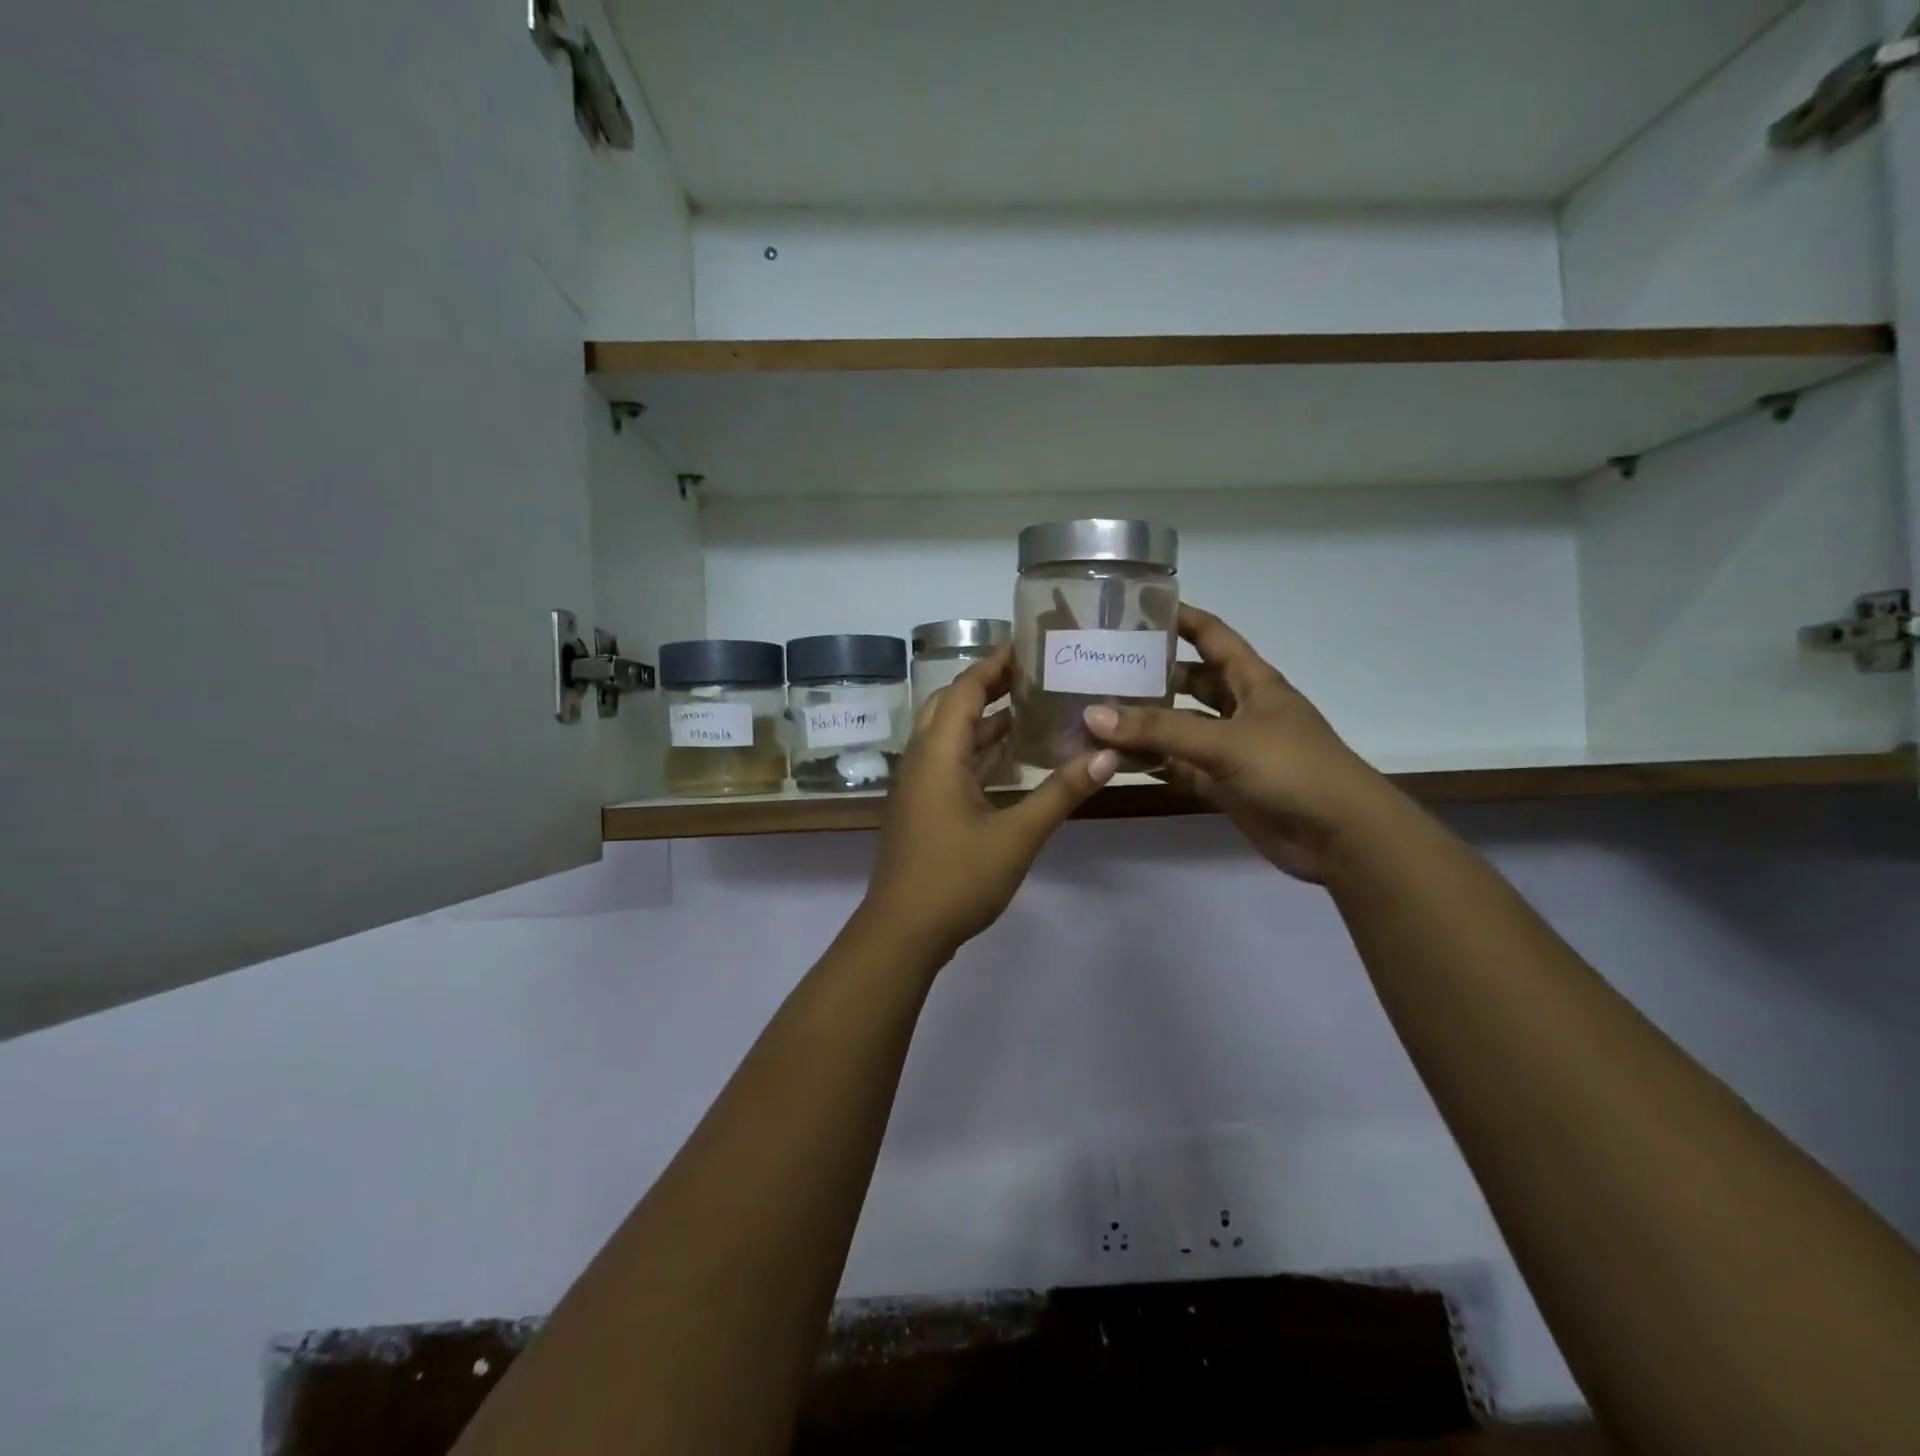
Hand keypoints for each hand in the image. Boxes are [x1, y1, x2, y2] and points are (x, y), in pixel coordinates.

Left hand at [860, 646, 1116, 961]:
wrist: (902, 932)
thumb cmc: (956, 878)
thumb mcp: (1017, 836)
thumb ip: (1060, 793)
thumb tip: (1107, 756)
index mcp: (937, 754)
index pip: (963, 690)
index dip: (993, 665)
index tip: (1027, 645)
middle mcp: (921, 760)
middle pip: (950, 706)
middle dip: (987, 686)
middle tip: (1031, 675)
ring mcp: (917, 785)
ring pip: (949, 737)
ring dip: (983, 720)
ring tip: (1031, 708)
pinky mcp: (921, 808)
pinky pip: (949, 762)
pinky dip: (978, 751)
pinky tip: (1010, 758)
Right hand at [1082, 604, 1408, 883]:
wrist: (1340, 837)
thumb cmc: (1292, 769)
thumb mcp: (1225, 742)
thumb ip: (1159, 730)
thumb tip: (1092, 715)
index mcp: (1253, 681)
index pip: (1213, 636)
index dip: (1181, 618)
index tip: (1136, 608)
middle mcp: (1240, 709)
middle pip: (1190, 682)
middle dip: (1152, 674)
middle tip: (1101, 668)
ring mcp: (1231, 749)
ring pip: (1180, 728)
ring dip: (1145, 724)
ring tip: (1096, 714)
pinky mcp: (1223, 784)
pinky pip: (1179, 766)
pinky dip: (1152, 764)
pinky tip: (1114, 759)